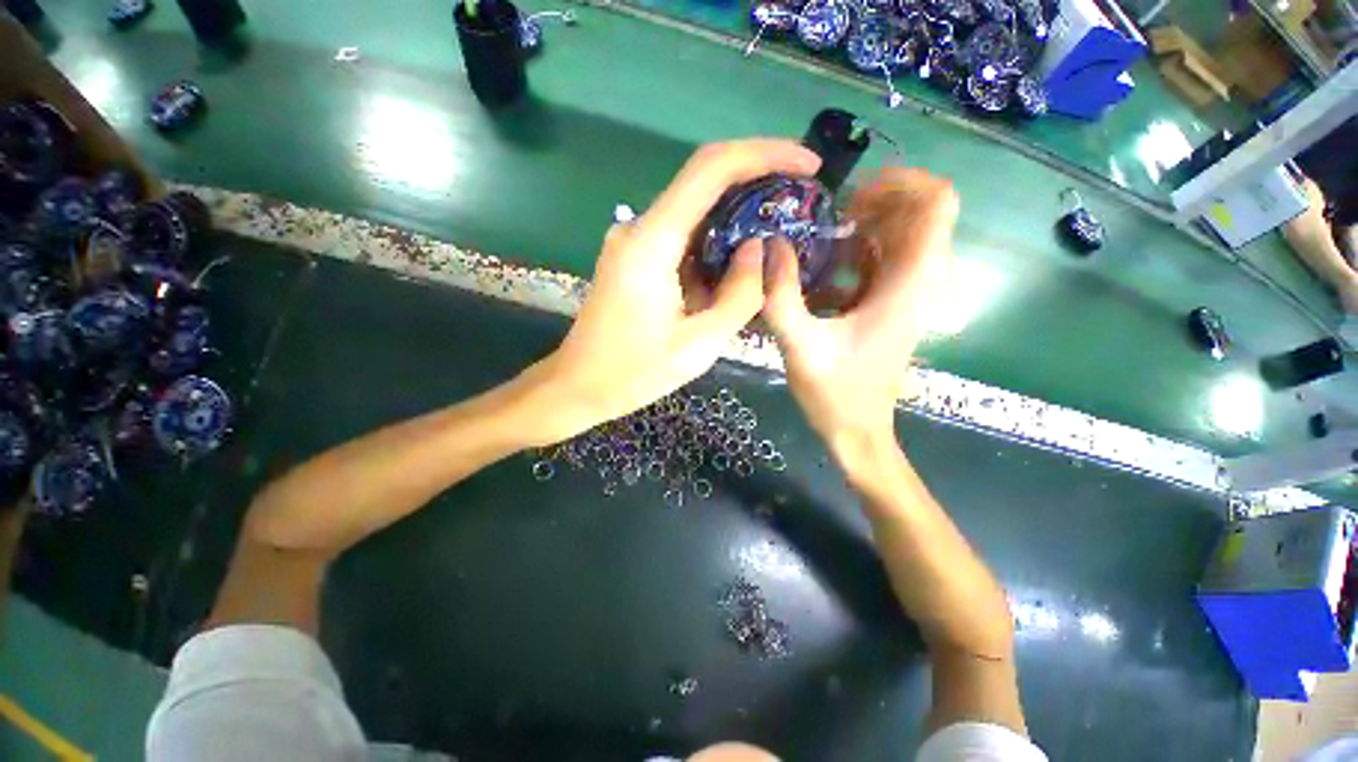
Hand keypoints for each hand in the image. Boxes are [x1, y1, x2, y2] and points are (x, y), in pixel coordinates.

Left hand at [534, 140, 820, 442]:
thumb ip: (739, 295)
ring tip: (778, 231)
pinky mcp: (634, 256)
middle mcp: (639, 228)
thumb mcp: (699, 344)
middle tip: (800, 200)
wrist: (579, 385)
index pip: (711, 169)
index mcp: (652, 243)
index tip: (808, 165)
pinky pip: (682, 235)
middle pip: (704, 180)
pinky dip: (715, 240)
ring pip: (694, 209)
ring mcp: (633, 240)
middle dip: (757, 181)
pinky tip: (739, 260)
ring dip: (737, 213)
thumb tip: (759, 248)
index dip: (765, 155)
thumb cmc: (634, 373)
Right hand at [763, 168, 956, 449]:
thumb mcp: (800, 345)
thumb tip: (768, 246)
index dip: (902, 183)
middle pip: (921, 213)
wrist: (857, 431)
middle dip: (877, 202)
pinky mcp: (891, 306)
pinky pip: (886, 260)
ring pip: (904, 235)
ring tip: (825, 235)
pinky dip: (861, 250)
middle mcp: (917, 282)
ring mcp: (907, 295)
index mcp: (907, 285)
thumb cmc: (836, 393)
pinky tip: (826, 265)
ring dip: (868, 225)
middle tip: (830, 216)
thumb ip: (781, 296)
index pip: (937, 204)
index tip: (852, 196)